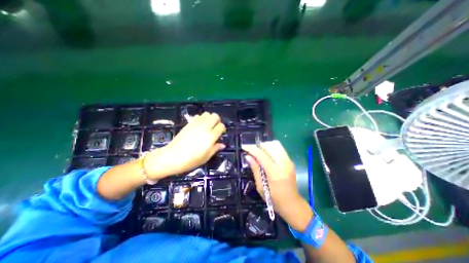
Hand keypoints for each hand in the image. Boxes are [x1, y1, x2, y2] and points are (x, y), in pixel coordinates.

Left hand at [144, 112, 225, 179]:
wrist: (172, 157)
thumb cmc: (191, 160)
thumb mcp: (206, 157)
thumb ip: (215, 148)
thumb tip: (223, 145)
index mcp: (210, 137)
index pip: (221, 126)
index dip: (223, 129)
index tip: (221, 133)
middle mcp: (204, 128)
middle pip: (215, 116)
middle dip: (217, 121)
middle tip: (215, 128)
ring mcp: (196, 124)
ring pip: (207, 114)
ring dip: (209, 118)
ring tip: (208, 126)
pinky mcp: (189, 124)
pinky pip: (198, 116)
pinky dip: (201, 118)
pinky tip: (199, 126)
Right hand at [244, 141, 312, 230]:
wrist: (292, 204)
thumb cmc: (274, 199)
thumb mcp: (261, 186)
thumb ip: (255, 169)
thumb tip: (248, 156)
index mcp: (275, 173)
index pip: (261, 155)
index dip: (251, 149)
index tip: (243, 146)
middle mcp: (283, 164)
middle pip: (269, 146)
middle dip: (258, 146)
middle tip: (251, 150)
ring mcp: (289, 161)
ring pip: (276, 144)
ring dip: (265, 145)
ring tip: (259, 151)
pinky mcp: (291, 161)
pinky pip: (280, 148)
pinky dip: (271, 147)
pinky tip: (267, 153)